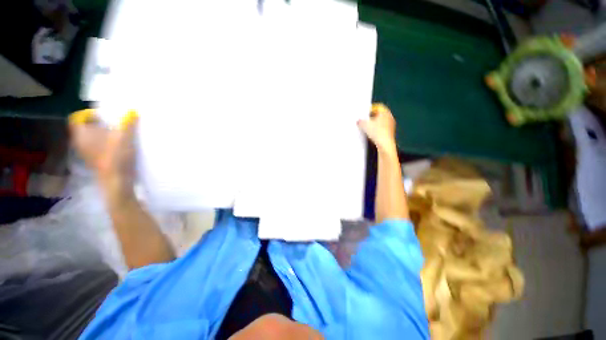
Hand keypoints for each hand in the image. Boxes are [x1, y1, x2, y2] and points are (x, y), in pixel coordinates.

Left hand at [69, 109, 138, 198]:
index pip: (78, 118)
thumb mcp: (124, 137)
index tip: (104, 117)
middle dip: (98, 124)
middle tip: (114, 124)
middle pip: (85, 127)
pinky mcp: (94, 160)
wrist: (117, 181)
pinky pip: (96, 146)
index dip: (89, 114)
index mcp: (82, 134)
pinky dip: (104, 143)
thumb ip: (128, 123)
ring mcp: (86, 153)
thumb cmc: (116, 157)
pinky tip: (117, 146)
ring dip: (102, 134)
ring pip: (91, 138)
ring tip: (118, 134)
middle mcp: (80, 142)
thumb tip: (132, 110)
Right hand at [357, 103, 396, 154]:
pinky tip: (371, 135)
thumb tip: (359, 121)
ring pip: (380, 122)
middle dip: (371, 117)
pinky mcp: (389, 133)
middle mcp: (389, 117)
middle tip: (364, 121)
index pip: (377, 107)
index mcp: (385, 112)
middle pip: (378, 115)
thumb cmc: (378, 133)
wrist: (385, 144)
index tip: (365, 113)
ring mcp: (390, 125)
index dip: (370, 109)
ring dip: (373, 124)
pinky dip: (376, 130)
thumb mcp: (364, 125)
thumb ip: (360, 121)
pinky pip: (381, 129)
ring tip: (367, 129)